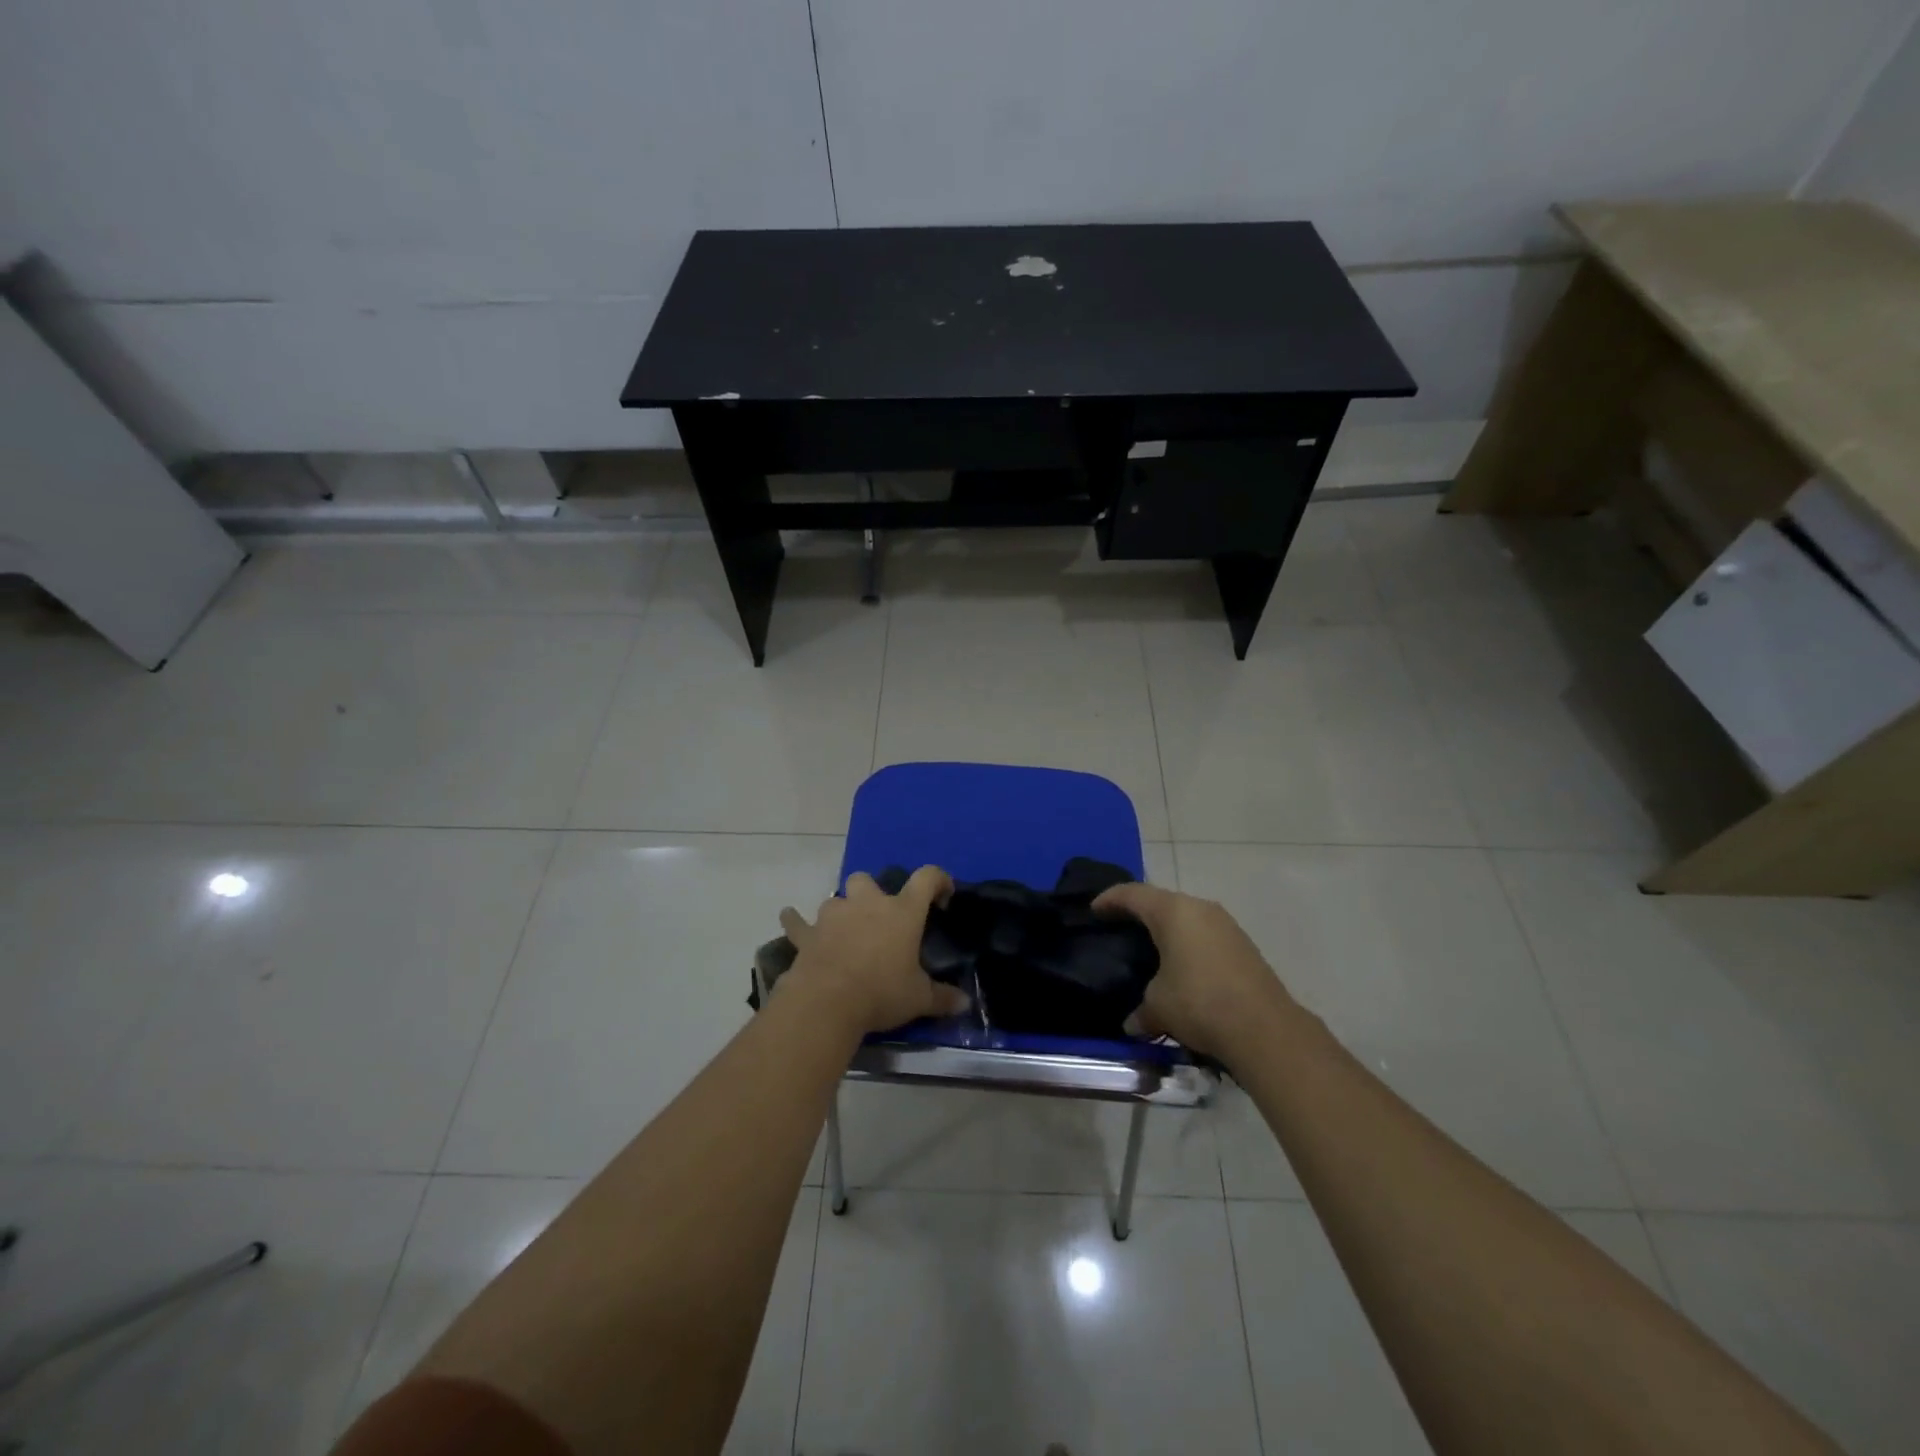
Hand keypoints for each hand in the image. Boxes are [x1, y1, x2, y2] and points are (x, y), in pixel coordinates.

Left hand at [778, 867, 970, 1035]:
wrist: (828, 1002)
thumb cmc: (881, 992)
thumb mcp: (919, 999)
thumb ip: (942, 998)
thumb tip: (965, 1003)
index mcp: (902, 911)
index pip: (926, 878)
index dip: (938, 880)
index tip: (943, 895)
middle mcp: (867, 904)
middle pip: (867, 879)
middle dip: (872, 892)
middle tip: (879, 918)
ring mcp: (833, 915)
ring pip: (836, 898)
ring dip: (841, 910)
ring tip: (845, 931)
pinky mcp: (807, 934)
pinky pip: (797, 921)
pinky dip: (795, 921)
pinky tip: (790, 919)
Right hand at [1093, 881, 1297, 1061]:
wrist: (1265, 1029)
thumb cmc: (1200, 1003)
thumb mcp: (1158, 1007)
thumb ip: (1140, 1010)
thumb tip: (1132, 1024)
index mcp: (1172, 911)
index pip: (1132, 894)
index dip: (1109, 899)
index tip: (1093, 909)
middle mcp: (1199, 908)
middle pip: (1161, 901)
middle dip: (1139, 912)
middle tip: (1119, 927)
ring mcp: (1226, 925)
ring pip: (1186, 917)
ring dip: (1167, 929)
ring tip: (1151, 948)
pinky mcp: (1243, 945)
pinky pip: (1205, 934)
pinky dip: (1188, 943)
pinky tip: (1182, 966)